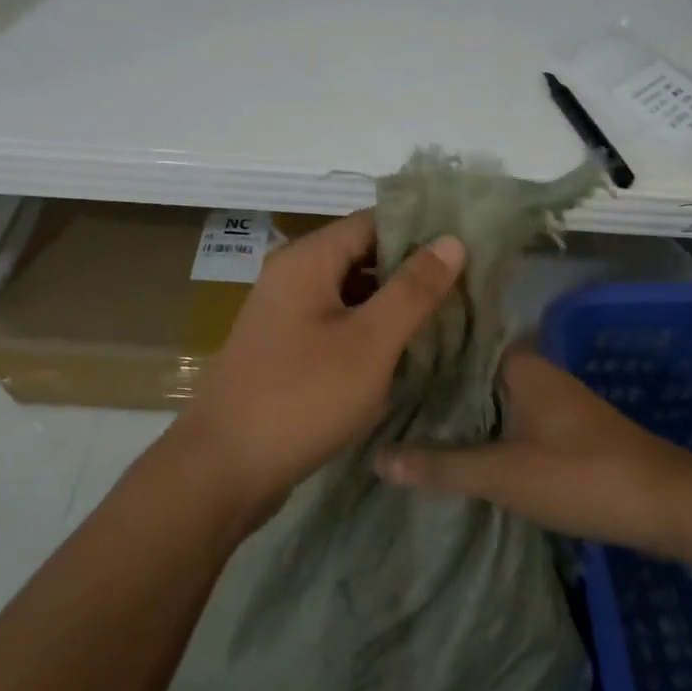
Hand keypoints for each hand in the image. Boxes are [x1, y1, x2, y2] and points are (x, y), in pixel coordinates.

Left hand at [172, 210, 465, 525]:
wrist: (223, 468)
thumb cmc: (303, 398)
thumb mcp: (370, 342)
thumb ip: (413, 289)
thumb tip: (452, 240)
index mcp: (308, 259)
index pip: (374, 222)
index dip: (421, 231)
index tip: (468, 248)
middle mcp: (291, 274)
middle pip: (362, 254)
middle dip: (411, 269)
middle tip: (466, 287)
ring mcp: (284, 312)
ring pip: (351, 291)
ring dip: (392, 301)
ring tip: (445, 316)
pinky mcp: (285, 346)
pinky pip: (336, 320)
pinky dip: (369, 327)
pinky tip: (403, 348)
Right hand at [373, 346, 691, 555]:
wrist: (665, 504)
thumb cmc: (581, 475)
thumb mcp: (503, 474)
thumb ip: (441, 465)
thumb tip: (376, 457)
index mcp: (519, 363)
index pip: (457, 340)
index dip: (418, 349)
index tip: (377, 358)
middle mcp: (534, 370)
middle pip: (470, 370)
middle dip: (431, 383)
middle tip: (378, 393)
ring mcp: (550, 399)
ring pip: (489, 395)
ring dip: (456, 408)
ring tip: (402, 418)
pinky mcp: (560, 427)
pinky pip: (507, 416)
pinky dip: (480, 426)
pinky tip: (451, 445)